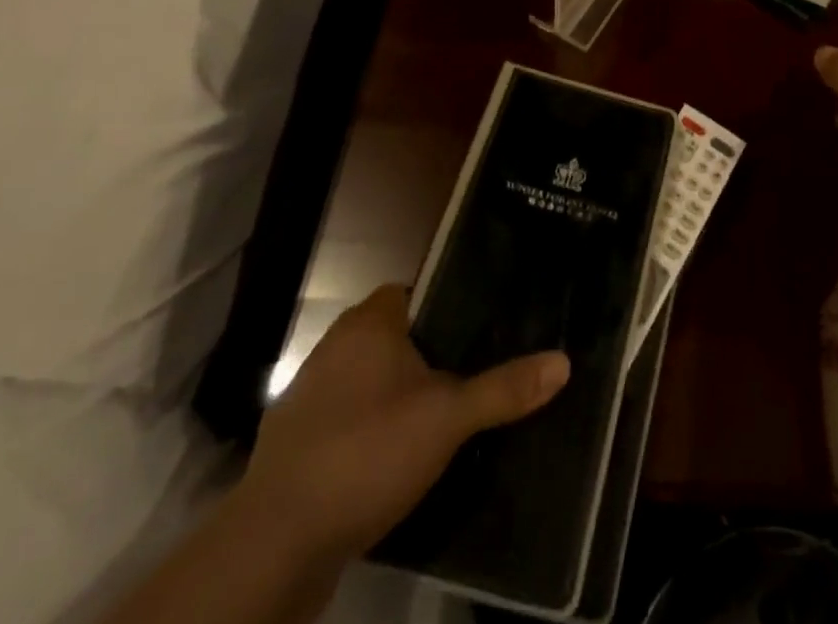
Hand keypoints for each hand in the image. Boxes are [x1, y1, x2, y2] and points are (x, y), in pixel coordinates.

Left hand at [239, 285, 569, 560]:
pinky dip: (369, 433)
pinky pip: (346, 422)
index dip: (445, 304)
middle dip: (427, 355)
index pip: (412, 292)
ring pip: (368, 382)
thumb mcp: (448, 419)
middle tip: (471, 372)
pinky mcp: (294, 447)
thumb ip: (503, 389)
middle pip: (392, 337)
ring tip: (442, 417)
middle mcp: (333, 348)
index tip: (480, 326)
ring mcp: (307, 398)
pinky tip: (395, 460)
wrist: (274, 545)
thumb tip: (563, 362)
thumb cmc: (366, 452)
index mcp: (368, 323)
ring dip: (397, 396)